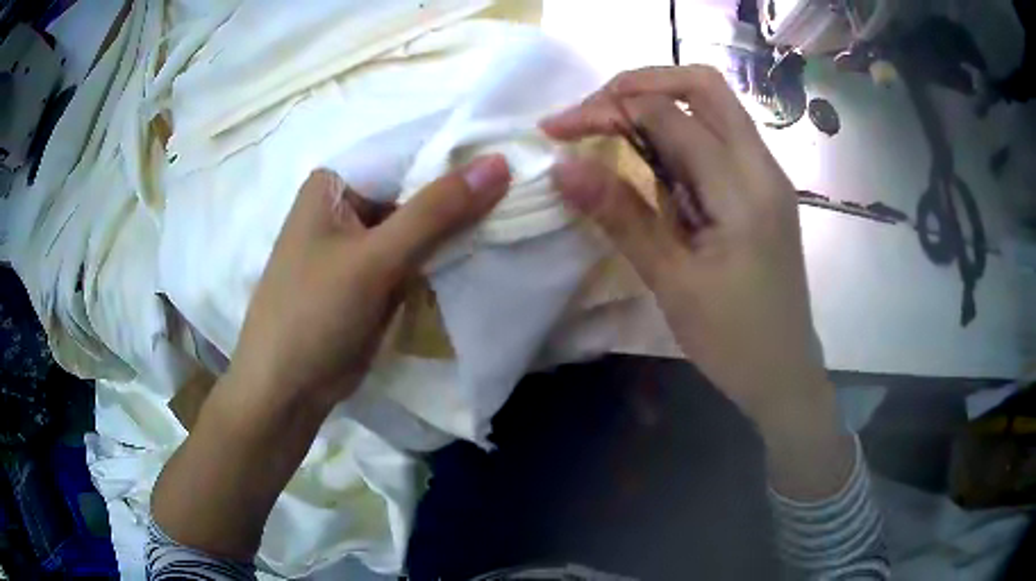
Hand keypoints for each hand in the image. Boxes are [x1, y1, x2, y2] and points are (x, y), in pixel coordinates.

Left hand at [152, 155, 510, 557]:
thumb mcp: (374, 259)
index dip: (459, 151)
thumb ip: (436, 211)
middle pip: (416, 186)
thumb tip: (499, 163)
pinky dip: (447, 252)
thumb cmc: (313, 315)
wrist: (287, 391)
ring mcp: (362, 241)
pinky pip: (418, 252)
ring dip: (460, 223)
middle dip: (464, 190)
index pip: (407, 150)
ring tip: (518, 211)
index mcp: (336, 182)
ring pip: (421, 221)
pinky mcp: (374, 274)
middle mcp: (348, 203)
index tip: (514, 154)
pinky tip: (486, 246)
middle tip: (526, 186)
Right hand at [541, 66, 825, 429]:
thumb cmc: (732, 339)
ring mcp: (767, 175)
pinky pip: (720, 137)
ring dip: (658, 103)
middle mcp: (762, 166)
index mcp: (743, 188)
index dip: (606, 109)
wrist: (784, 373)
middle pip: (703, 85)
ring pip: (714, 106)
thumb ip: (621, 215)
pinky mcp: (763, 189)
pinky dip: (679, 131)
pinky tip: (652, 159)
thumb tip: (563, 167)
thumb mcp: (672, 282)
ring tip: (611, 129)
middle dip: (639, 84)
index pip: (668, 115)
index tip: (557, 129)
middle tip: (593, 112)